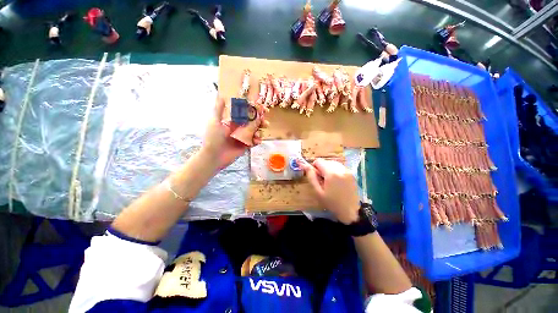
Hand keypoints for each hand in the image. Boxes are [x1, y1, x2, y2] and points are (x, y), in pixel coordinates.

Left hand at [201, 98, 267, 169]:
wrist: (213, 156)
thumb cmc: (213, 138)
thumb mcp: (215, 122)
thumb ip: (219, 110)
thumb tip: (221, 97)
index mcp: (234, 121)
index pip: (247, 113)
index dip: (255, 111)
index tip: (263, 109)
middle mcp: (240, 128)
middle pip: (254, 122)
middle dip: (261, 122)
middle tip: (265, 123)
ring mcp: (243, 137)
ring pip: (256, 132)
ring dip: (260, 131)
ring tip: (258, 134)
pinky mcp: (246, 146)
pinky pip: (254, 142)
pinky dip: (257, 141)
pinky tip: (257, 141)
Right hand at [300, 158, 359, 224]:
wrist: (350, 212)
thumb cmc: (332, 203)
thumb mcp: (318, 192)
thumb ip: (311, 177)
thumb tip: (305, 165)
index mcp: (331, 173)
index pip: (319, 161)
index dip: (314, 167)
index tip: (316, 176)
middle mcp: (341, 169)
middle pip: (326, 161)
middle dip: (322, 168)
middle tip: (322, 180)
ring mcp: (348, 171)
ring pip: (333, 163)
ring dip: (328, 169)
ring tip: (330, 181)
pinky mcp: (352, 174)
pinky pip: (340, 167)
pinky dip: (335, 170)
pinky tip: (336, 181)